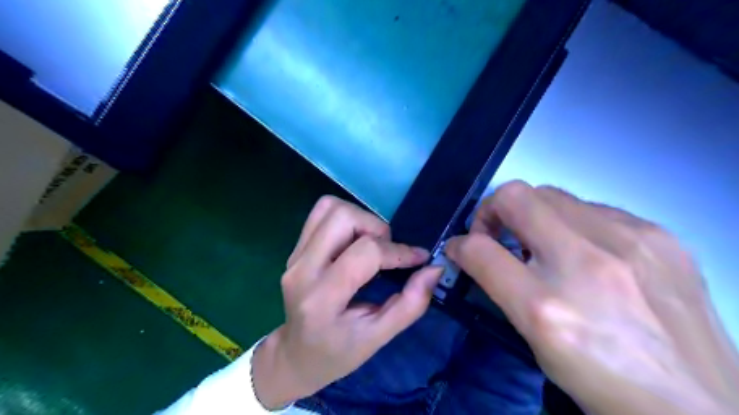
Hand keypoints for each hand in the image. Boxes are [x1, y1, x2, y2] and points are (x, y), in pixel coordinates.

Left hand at [250, 196, 440, 410]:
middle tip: (387, 252)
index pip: (365, 253)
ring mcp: (294, 256)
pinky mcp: (294, 249)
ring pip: (330, 208)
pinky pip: (321, 213)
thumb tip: (434, 269)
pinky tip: (354, 240)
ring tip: (371, 245)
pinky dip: (345, 218)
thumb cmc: (338, 353)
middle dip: (376, 228)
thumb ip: (411, 304)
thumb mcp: (379, 338)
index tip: (419, 258)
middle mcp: (303, 270)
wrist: (296, 355)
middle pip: (343, 218)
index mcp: (323, 299)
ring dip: (360, 219)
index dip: (398, 251)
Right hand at [444, 183, 738, 414]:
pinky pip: (592, 206)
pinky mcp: (661, 235)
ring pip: (552, 194)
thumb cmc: (602, 379)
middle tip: (499, 237)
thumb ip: (498, 286)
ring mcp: (632, 241)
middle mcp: (588, 262)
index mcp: (548, 306)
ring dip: (532, 214)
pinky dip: (572, 221)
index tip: (463, 247)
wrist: (700, 407)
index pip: (481, 250)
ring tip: (544, 245)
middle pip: (516, 196)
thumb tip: (471, 251)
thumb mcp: (536, 340)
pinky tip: (587, 250)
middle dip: (494, 211)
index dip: (462, 243)